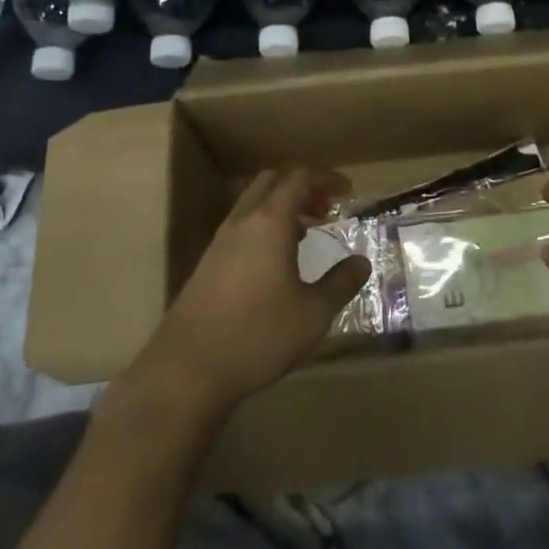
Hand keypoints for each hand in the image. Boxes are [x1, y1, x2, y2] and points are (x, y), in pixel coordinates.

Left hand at [123, 169, 368, 420]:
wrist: (187, 370)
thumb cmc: (258, 335)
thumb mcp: (312, 314)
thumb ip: (341, 283)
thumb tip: (361, 261)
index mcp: (269, 222)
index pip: (299, 179)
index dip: (325, 178)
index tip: (348, 190)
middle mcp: (242, 223)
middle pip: (271, 183)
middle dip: (302, 187)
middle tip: (326, 208)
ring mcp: (219, 243)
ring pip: (253, 205)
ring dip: (282, 208)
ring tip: (308, 233)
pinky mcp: (207, 265)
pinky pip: (242, 228)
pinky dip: (265, 228)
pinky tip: (278, 262)